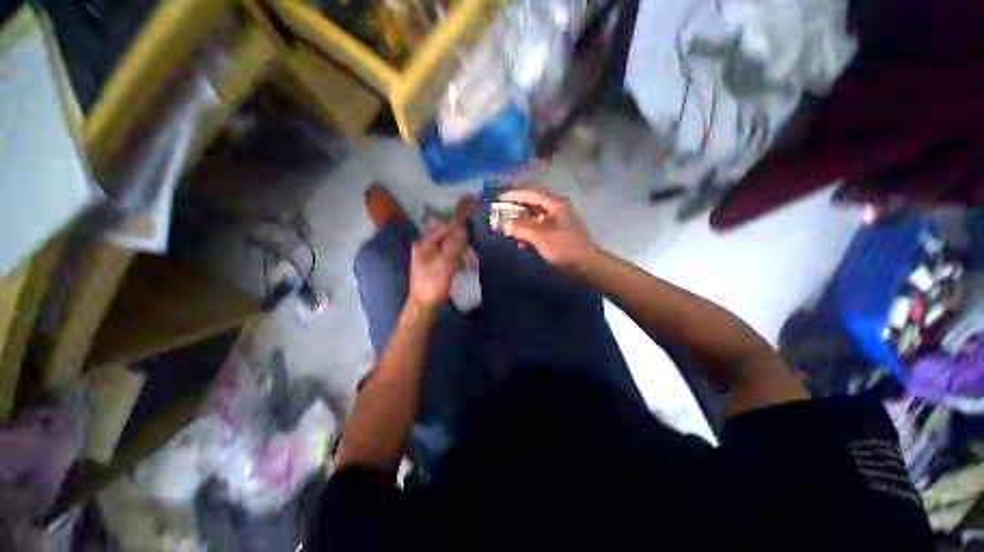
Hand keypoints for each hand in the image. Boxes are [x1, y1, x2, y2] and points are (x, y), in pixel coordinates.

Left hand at [408, 199, 471, 308]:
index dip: (458, 217)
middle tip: (473, 244)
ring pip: (450, 246)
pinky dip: (458, 258)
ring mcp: (430, 256)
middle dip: (462, 239)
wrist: (424, 307)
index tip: (471, 202)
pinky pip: (449, 255)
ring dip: (461, 251)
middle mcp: (426, 246)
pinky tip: (464, 266)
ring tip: (470, 261)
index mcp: (425, 243)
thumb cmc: (433, 285)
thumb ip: (454, 245)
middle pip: (447, 235)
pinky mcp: (436, 266)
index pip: (445, 225)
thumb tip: (462, 228)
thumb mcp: (445, 264)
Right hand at [497, 188, 596, 271]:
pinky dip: (527, 233)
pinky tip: (520, 241)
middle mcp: (555, 209)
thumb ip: (521, 228)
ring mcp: (556, 222)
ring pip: (533, 217)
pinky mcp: (555, 234)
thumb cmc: (565, 248)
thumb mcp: (541, 237)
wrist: (585, 266)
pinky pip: (537, 228)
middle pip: (531, 204)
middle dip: (514, 210)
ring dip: (520, 223)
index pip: (531, 194)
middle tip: (499, 214)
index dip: (513, 195)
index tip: (498, 199)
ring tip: (506, 229)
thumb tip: (503, 225)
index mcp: (555, 204)